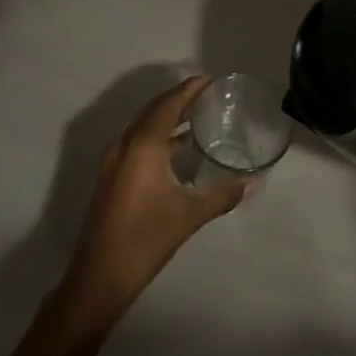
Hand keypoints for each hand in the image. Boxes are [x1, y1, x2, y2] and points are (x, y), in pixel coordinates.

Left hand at [60, 76, 256, 318]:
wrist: (101, 274)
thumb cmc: (147, 238)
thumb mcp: (190, 214)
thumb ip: (224, 194)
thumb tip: (255, 182)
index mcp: (142, 146)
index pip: (167, 105)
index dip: (188, 90)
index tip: (208, 80)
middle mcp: (124, 145)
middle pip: (152, 111)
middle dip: (177, 100)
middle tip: (205, 96)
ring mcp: (113, 161)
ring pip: (141, 127)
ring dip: (165, 118)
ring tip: (195, 118)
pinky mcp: (110, 177)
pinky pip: (135, 143)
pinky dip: (156, 136)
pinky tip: (175, 150)